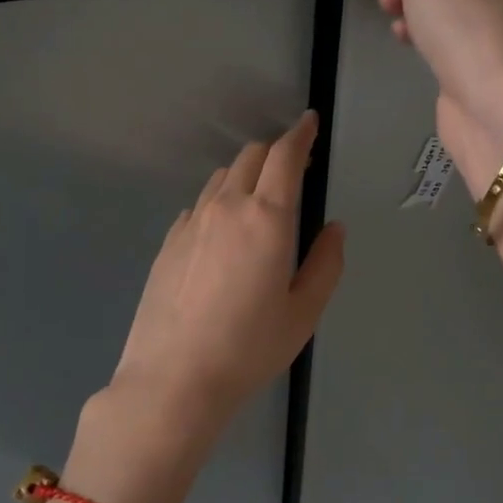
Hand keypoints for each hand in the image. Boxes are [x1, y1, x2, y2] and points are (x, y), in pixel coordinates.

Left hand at [84, 112, 345, 493]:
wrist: (174, 379)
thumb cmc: (250, 348)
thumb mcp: (303, 312)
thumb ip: (326, 263)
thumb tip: (334, 228)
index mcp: (267, 217)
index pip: (285, 156)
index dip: (300, 134)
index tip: (309, 123)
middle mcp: (227, 207)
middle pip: (250, 156)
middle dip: (275, 152)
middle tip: (293, 169)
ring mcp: (191, 222)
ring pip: (221, 178)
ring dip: (244, 175)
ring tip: (258, 200)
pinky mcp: (168, 241)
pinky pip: (198, 205)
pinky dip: (218, 202)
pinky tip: (222, 232)